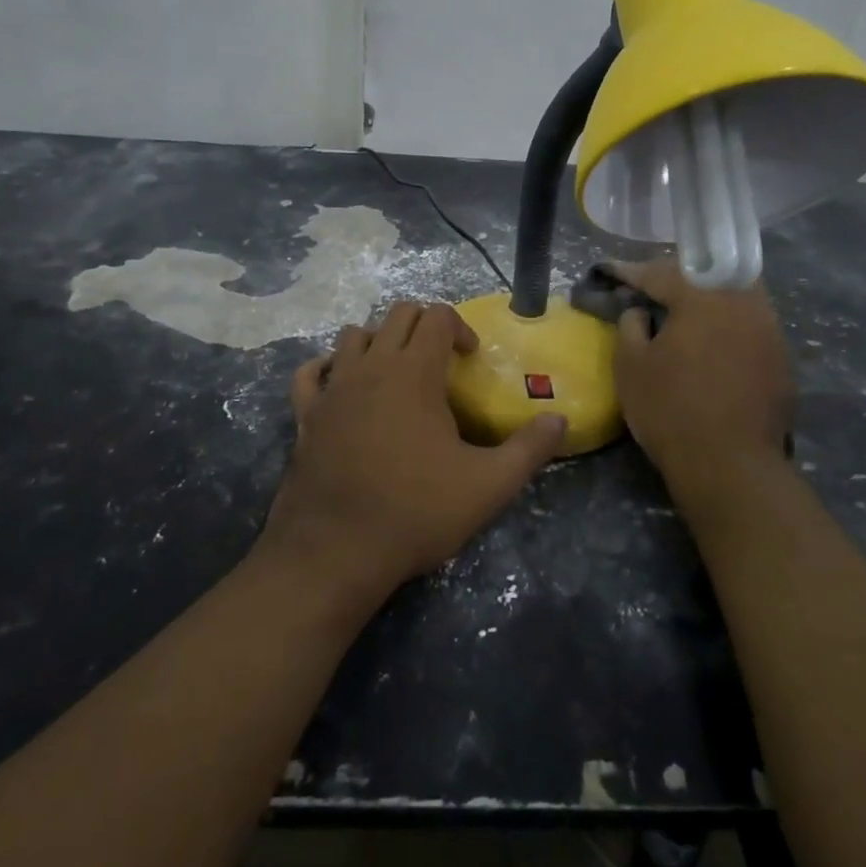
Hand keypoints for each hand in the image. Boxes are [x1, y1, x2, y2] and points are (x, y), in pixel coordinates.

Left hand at [259, 302, 567, 604]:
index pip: (437, 315)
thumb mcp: (488, 485)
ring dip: (379, 341)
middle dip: (424, 325)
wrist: (335, 552)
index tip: (471, 359)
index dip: (460, 327)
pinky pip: (310, 373)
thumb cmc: (416, 511)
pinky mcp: (304, 414)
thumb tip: (561, 421)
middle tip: (441, 361)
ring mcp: (332, 388)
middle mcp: (370, 366)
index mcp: (413, 371)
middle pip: (397, 314)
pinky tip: (341, 387)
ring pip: (353, 336)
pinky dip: (327, 368)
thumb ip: (529, 450)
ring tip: (397, 373)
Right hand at [611, 260, 795, 516]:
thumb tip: (640, 311)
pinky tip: (713, 346)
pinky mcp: (782, 361)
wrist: (730, 467)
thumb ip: (630, 326)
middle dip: (680, 276)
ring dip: (710, 298)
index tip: (612, 272)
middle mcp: (744, 304)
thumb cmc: (670, 410)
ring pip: (737, 297)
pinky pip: (751, 327)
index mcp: (703, 299)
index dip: (632, 272)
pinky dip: (728, 326)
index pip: (662, 274)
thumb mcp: (630, 366)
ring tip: (685, 312)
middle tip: (654, 287)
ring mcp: (770, 332)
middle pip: (710, 274)